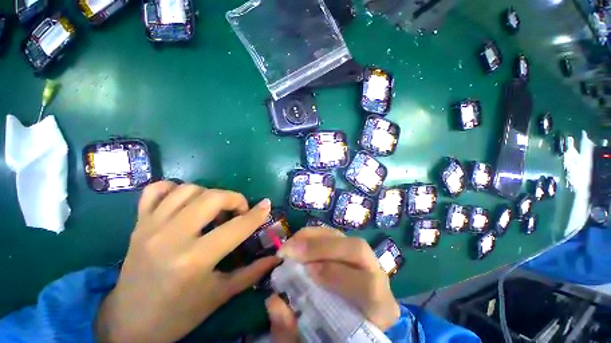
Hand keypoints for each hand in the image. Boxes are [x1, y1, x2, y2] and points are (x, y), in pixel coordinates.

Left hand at [95, 181, 279, 342]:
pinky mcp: (138, 224)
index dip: (256, 214)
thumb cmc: (179, 314)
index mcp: (194, 260)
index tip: (266, 205)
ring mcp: (151, 227)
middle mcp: (172, 237)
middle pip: (212, 197)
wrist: (129, 323)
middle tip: (239, 211)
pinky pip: (155, 190)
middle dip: (234, 199)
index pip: (237, 227)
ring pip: (188, 189)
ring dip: (209, 194)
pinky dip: (173, 188)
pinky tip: (184, 201)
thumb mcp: (220, 295)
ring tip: (213, 209)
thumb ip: (252, 272)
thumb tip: (277, 256)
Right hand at [266, 228, 399, 340]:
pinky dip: (313, 235)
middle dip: (321, 247)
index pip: (368, 287)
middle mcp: (377, 274)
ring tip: (290, 246)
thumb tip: (274, 302)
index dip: (335, 275)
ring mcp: (365, 256)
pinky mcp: (349, 246)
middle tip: (291, 252)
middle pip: (358, 249)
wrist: (351, 316)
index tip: (305, 272)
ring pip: (343, 236)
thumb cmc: (335, 332)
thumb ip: (293, 330)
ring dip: (313, 237)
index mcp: (380, 307)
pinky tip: (298, 241)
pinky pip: (332, 233)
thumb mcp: (315, 340)